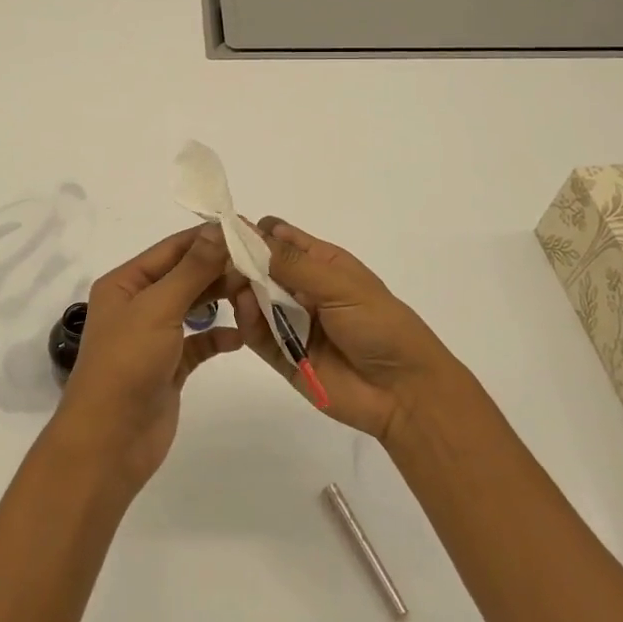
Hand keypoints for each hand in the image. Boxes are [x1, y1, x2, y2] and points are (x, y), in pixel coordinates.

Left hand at [54, 225, 243, 490]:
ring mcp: (155, 336)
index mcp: (126, 283)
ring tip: (256, 294)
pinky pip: (200, 342)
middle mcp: (139, 304)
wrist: (109, 442)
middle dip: (220, 269)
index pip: (172, 248)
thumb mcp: (158, 308)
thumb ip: (192, 269)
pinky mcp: (170, 366)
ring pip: (195, 306)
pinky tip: (242, 336)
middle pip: (185, 275)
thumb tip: (218, 228)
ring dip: (222, 299)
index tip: (248, 229)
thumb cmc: (127, 364)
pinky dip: (219, 337)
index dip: (208, 237)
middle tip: (262, 265)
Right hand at [232, 217, 459, 441]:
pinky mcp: (283, 356)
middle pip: (259, 267)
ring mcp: (291, 322)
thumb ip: (292, 263)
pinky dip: (247, 321)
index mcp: (321, 263)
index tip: (226, 230)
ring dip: (241, 289)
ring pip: (253, 299)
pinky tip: (245, 308)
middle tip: (219, 259)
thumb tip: (250, 232)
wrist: (404, 391)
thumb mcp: (339, 284)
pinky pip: (257, 334)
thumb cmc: (379, 324)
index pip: (280, 238)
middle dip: (240, 261)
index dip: (255, 232)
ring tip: (232, 284)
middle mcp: (302, 289)